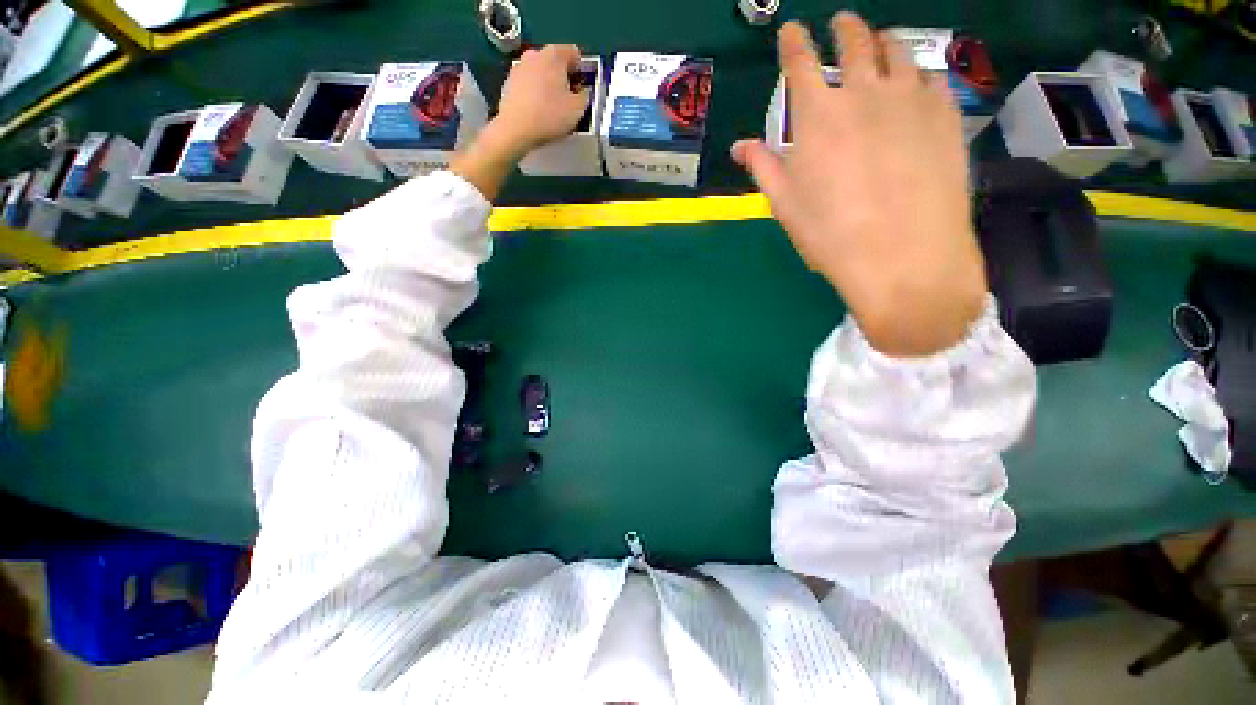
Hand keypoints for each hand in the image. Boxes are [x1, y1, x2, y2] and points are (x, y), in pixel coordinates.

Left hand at [451, 44, 586, 199]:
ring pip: (542, 73)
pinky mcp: (509, 82)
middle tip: (569, 101)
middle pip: (557, 62)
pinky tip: (538, 111)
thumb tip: (583, 91)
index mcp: (554, 54)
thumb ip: (585, 96)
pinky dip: (536, 93)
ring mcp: (519, 66)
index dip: (582, 72)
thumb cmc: (549, 116)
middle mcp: (536, 54)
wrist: (515, 130)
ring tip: (553, 108)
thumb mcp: (578, 109)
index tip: (581, 91)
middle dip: (565, 78)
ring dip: (549, 85)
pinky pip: (529, 84)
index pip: (575, 54)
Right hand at [732, 13, 986, 356]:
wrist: (903, 256)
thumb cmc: (831, 234)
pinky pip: (930, 76)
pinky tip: (914, 81)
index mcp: (817, 117)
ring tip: (880, 42)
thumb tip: (739, 146)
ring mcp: (910, 98)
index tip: (791, 29)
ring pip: (897, 50)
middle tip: (841, 23)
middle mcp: (863, 93)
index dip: (793, 42)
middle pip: (854, 42)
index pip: (800, 64)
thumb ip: (763, 166)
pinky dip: (917, 71)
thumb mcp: (785, 204)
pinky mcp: (945, 113)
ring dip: (883, 41)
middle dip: (844, 28)